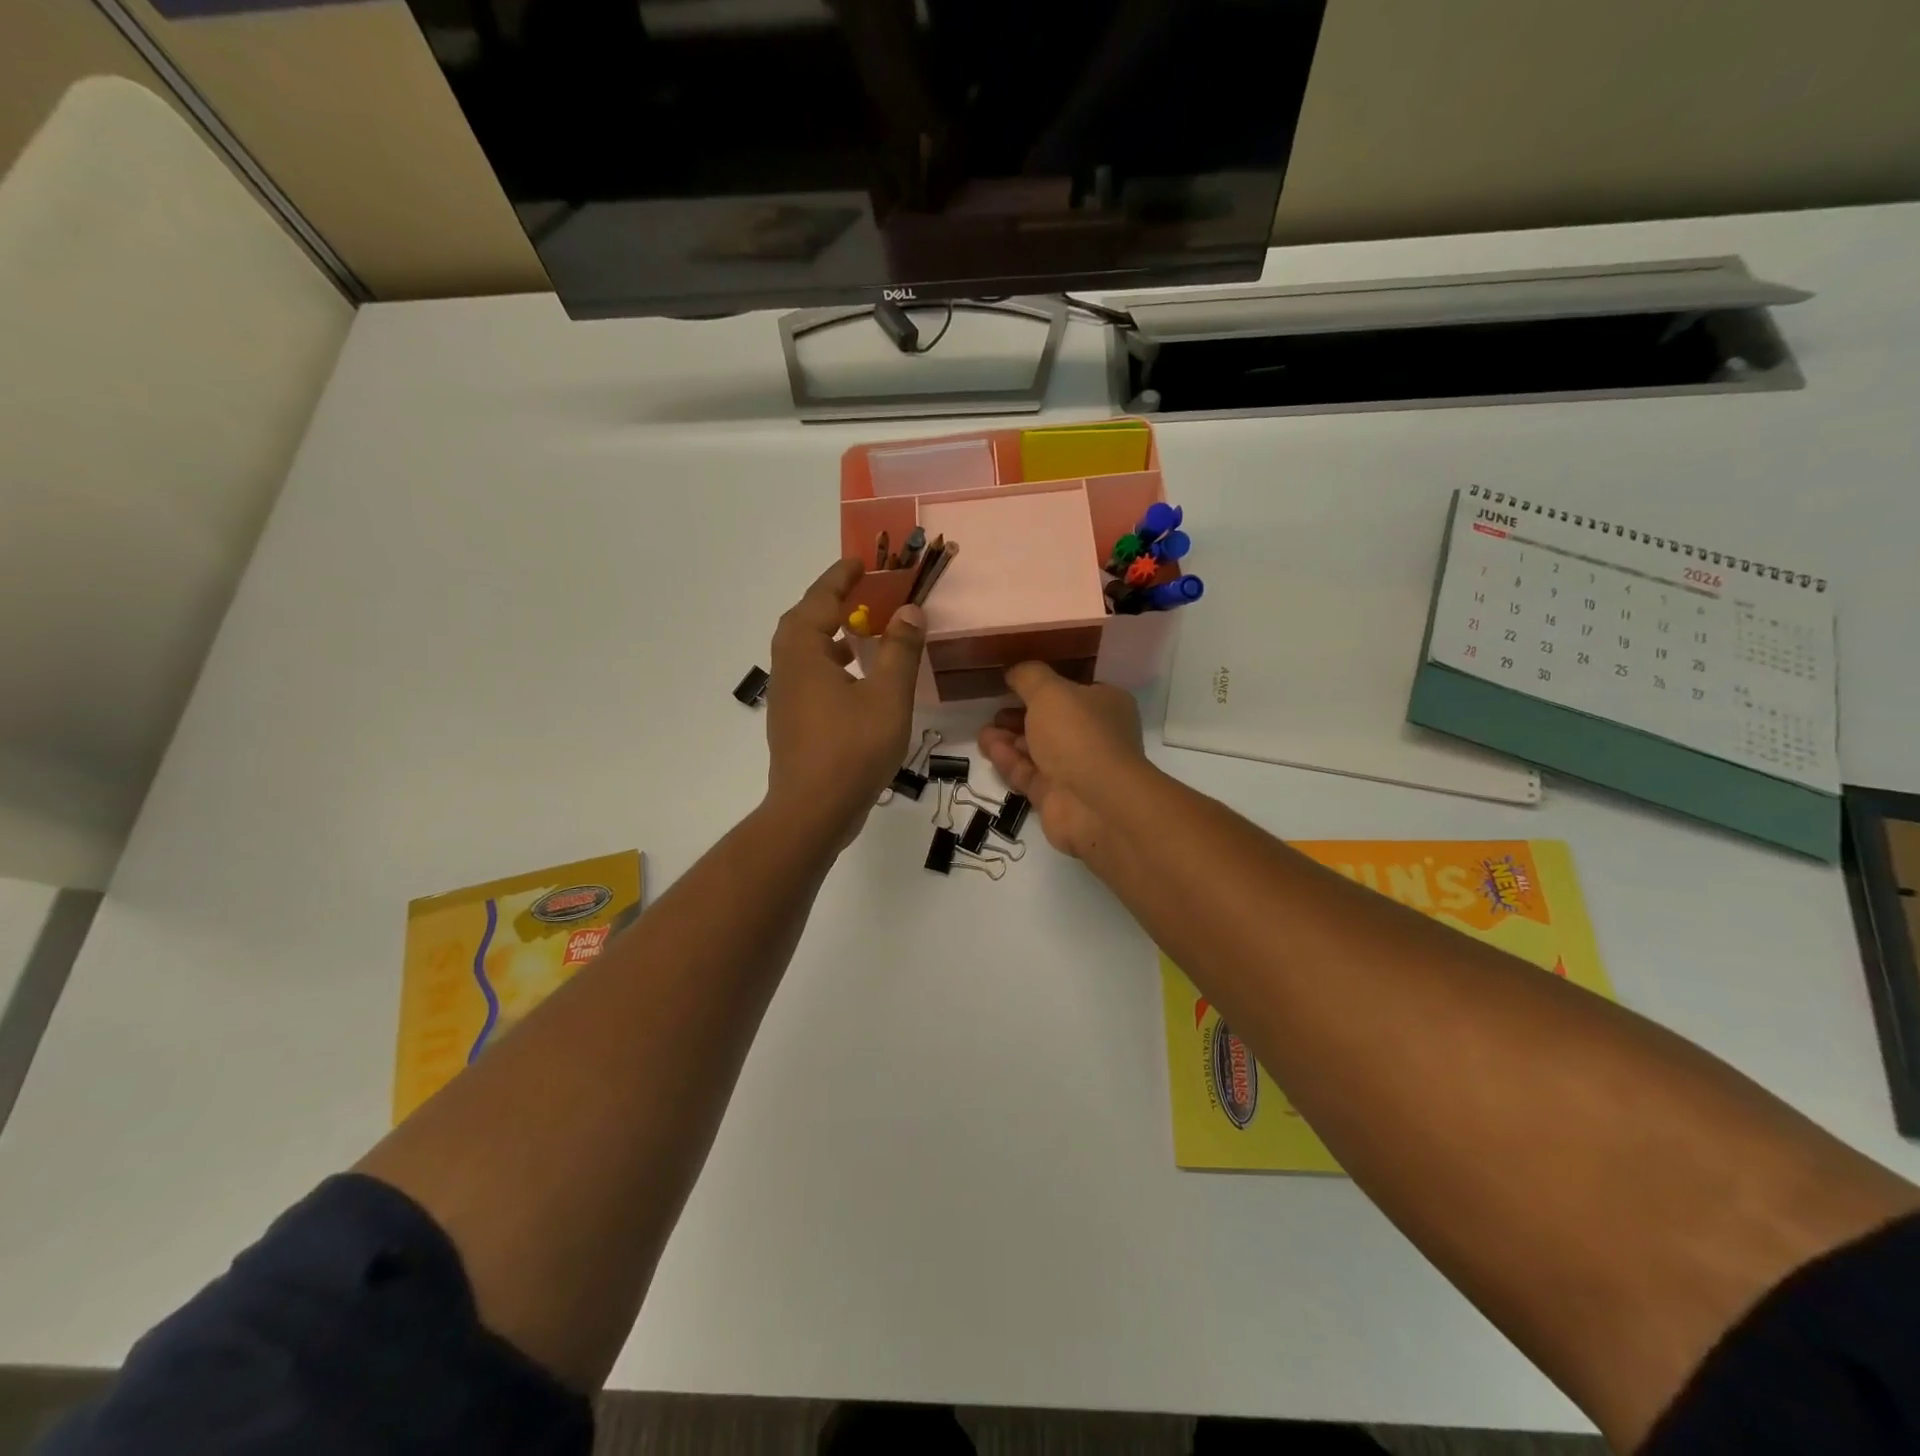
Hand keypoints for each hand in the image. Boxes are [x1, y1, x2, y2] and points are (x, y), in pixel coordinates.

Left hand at [766, 558, 925, 846]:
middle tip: (860, 593)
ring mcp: (786, 697)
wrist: (813, 811)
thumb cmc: (852, 748)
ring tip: (861, 632)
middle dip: (830, 602)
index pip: (820, 599)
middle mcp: (788, 668)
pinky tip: (856, 680)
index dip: (841, 577)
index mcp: (805, 652)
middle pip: (803, 621)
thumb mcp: (888, 695)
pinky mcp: (792, 722)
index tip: (860, 561)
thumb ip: (900, 650)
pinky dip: (829, 663)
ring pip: (804, 651)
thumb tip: (909, 610)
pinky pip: (808, 675)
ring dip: (829, 634)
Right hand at [978, 662, 1148, 860]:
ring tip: (983, 731)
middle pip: (1052, 720)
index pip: (1073, 689)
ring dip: (1009, 738)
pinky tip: (988, 747)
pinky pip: (1028, 773)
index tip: (1013, 681)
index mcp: (1105, 704)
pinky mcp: (1056, 796)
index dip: (1044, 684)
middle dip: (1020, 714)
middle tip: (994, 709)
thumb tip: (1015, 672)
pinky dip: (1008, 760)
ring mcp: (1076, 768)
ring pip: (1037, 748)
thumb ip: (1029, 676)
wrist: (1095, 803)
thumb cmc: (1078, 735)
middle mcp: (1094, 735)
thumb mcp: (1050, 691)